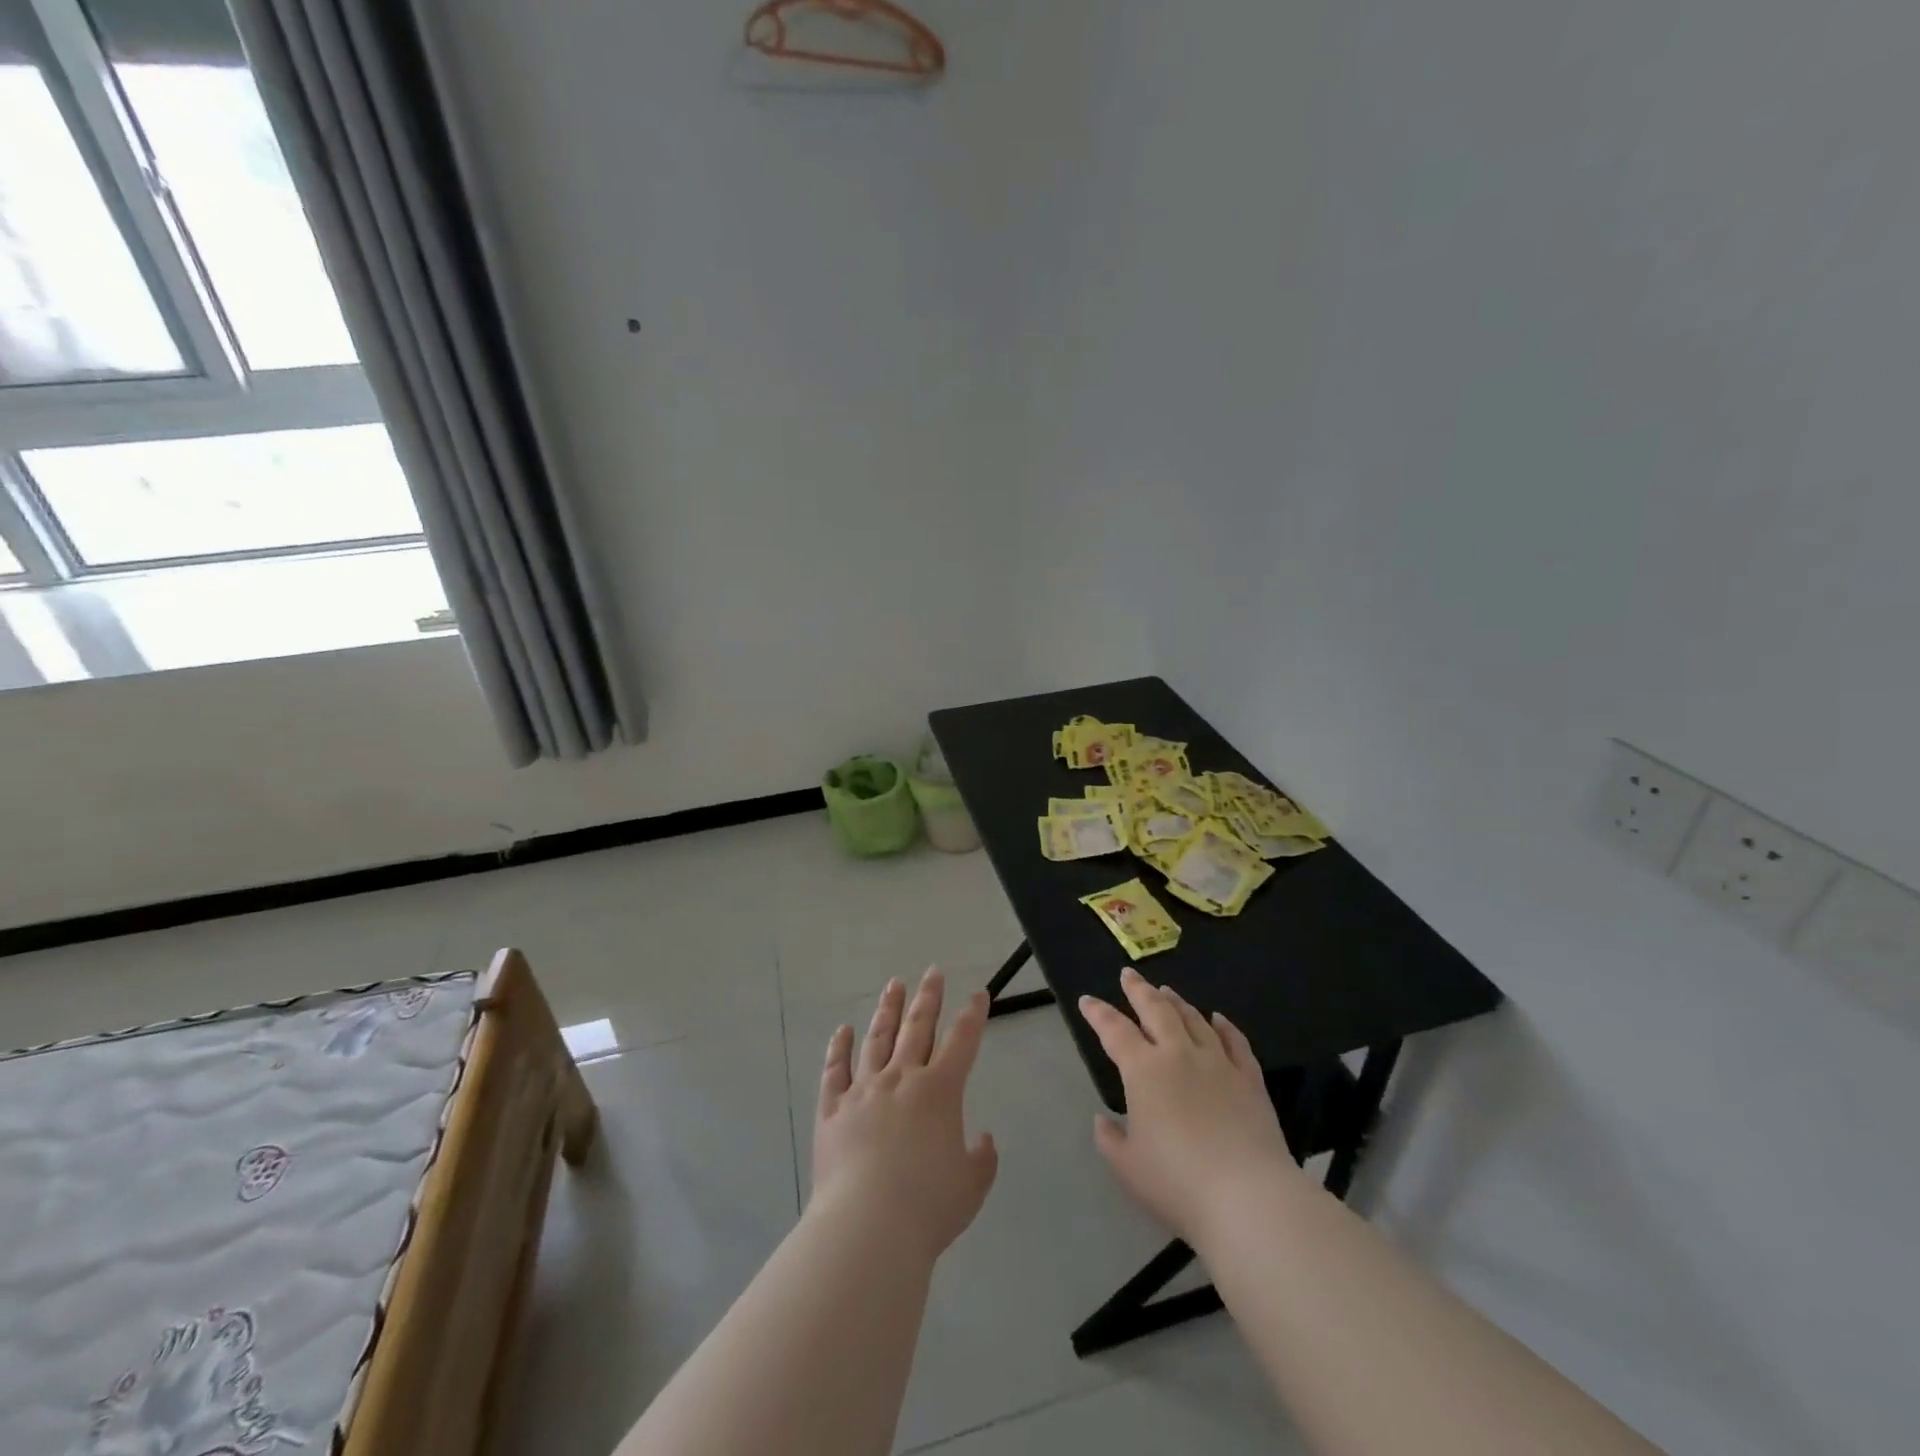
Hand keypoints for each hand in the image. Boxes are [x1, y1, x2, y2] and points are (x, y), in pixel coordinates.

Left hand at [812, 969, 999, 1260]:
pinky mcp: (833, 1109)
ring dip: (888, 1010)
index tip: (978, 993)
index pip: (962, 1041)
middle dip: (928, 998)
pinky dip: (839, 1048)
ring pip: (877, 1038)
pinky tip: (843, 1031)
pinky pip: (835, 1070)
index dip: (973, 1015)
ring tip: (894, 985)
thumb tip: (982, 1139)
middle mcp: (902, 1078)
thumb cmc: (928, 1206)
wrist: (868, 1226)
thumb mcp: (972, 1186)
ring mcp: (863, 1090)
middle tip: (932, 972)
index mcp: (940, 1091)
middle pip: (917, 1027)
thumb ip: (982, 1158)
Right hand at [1080, 967, 1300, 1244]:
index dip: (1098, 1013)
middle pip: (1156, 1010)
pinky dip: (1225, 1026)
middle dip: (1139, 990)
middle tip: (1128, 974)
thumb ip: (1111, 1139)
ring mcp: (1218, 1063)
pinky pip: (1236, 1042)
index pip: (1114, 1031)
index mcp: (1143, 1071)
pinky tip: (1219, 1018)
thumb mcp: (1128, 1167)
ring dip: (1177, 1002)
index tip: (1087, 1000)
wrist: (1248, 1198)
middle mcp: (1179, 1054)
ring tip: (1166, 991)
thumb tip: (1104, 1119)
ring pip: (1194, 1019)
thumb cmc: (1178, 1183)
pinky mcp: (1250, 1079)